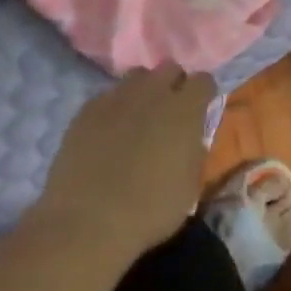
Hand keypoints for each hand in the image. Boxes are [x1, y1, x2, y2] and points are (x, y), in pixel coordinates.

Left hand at [32, 64, 217, 258]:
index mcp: (184, 110)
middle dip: (174, 84)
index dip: (203, 94)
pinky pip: (108, 95)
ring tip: (138, 117)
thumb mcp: (190, 187)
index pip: (203, 80)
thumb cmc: (149, 210)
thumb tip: (192, 137)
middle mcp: (153, 92)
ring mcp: (117, 97)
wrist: (87, 222)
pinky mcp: (87, 109)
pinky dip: (115, 107)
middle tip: (170, 113)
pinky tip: (108, 132)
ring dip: (144, 91)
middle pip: (169, 68)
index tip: (200, 111)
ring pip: (137, 76)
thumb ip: (194, 151)